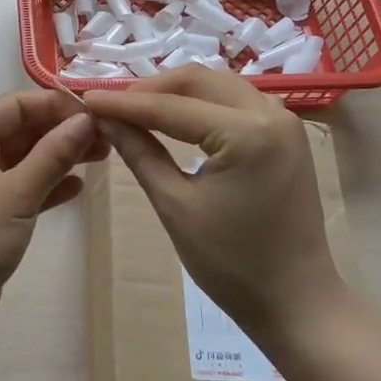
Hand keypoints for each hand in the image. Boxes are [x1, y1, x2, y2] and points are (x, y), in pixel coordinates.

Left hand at [0, 90, 103, 345]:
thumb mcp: (16, 193)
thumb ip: (53, 154)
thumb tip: (85, 120)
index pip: (16, 104)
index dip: (57, 105)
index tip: (99, 113)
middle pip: (22, 129)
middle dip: (62, 131)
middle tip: (108, 138)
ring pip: (24, 159)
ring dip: (60, 157)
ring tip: (103, 157)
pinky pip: (22, 188)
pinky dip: (47, 186)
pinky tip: (78, 188)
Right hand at [84, 67, 342, 342]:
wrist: (295, 300)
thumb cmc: (231, 263)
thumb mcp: (175, 206)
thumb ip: (139, 153)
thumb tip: (105, 119)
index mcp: (247, 134)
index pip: (171, 107)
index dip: (124, 103)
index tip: (85, 99)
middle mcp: (271, 113)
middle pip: (198, 80)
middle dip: (150, 88)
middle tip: (111, 105)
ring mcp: (284, 120)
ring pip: (218, 85)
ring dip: (175, 92)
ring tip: (136, 109)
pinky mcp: (286, 133)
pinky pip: (235, 101)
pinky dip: (201, 103)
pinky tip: (174, 118)